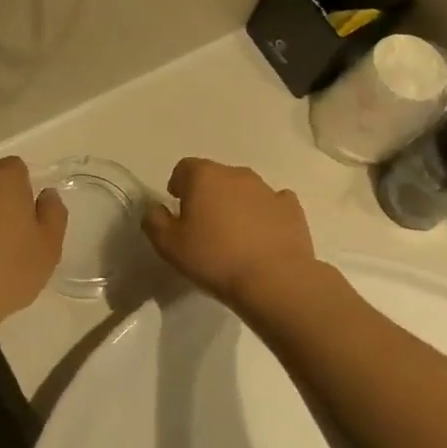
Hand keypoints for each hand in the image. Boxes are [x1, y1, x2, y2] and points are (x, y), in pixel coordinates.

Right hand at [143, 158, 318, 308]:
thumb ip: (154, 222)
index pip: (184, 167)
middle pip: (215, 176)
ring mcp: (267, 189)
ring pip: (244, 189)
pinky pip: (273, 204)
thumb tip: (155, 209)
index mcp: (204, 176)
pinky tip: (262, 237)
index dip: (178, 185)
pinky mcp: (292, 208)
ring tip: (233, 236)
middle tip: (203, 226)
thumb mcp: (169, 246)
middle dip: (207, 194)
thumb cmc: (214, 258)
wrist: (274, 279)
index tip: (178, 208)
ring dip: (236, 204)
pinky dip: (265, 214)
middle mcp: (236, 174)